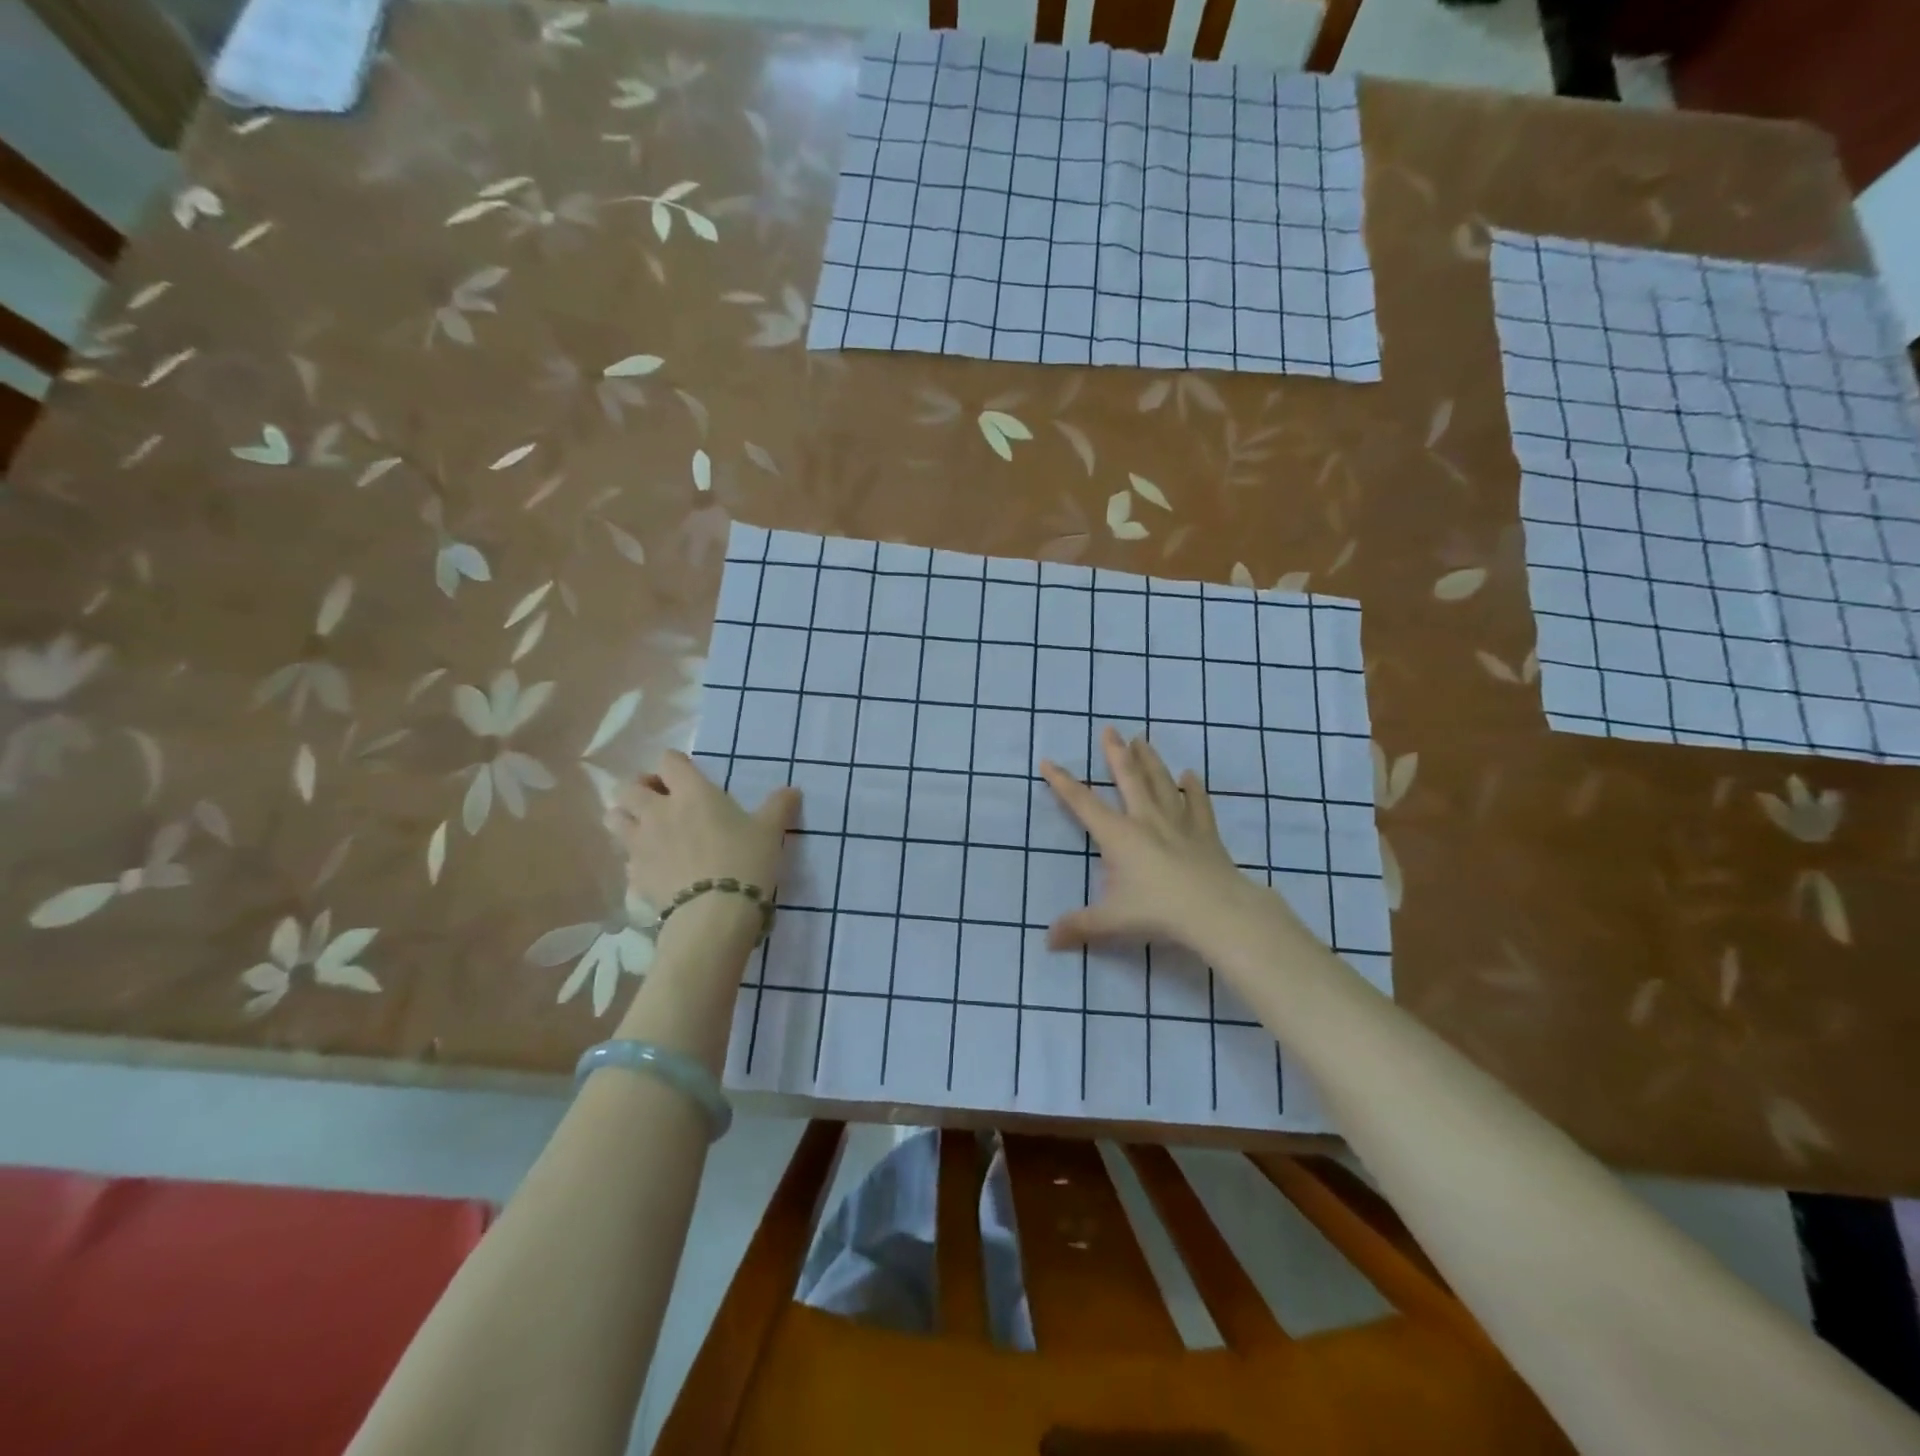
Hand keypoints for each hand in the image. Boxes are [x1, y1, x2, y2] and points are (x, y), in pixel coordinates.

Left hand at [605, 751, 799, 911]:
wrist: (715, 913)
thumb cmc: (745, 861)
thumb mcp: (770, 831)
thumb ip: (779, 807)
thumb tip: (793, 791)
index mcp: (692, 793)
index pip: (669, 761)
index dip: (675, 764)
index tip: (686, 774)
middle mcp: (658, 811)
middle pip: (630, 787)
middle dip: (641, 788)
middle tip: (660, 799)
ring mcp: (640, 844)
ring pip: (614, 818)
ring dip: (627, 817)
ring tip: (646, 828)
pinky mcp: (635, 875)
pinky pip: (625, 858)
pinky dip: (635, 857)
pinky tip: (654, 866)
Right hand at [1041, 727, 1293, 953]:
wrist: (1217, 911)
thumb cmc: (1158, 912)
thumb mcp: (1111, 922)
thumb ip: (1078, 927)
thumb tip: (1047, 940)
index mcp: (1118, 835)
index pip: (1082, 803)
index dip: (1063, 782)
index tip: (1048, 761)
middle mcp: (1146, 820)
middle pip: (1128, 778)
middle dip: (1115, 754)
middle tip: (1109, 729)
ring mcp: (1178, 823)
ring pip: (1161, 783)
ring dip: (1150, 760)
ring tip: (1142, 740)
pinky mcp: (1205, 833)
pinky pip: (1198, 804)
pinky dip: (1194, 789)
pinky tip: (1191, 775)